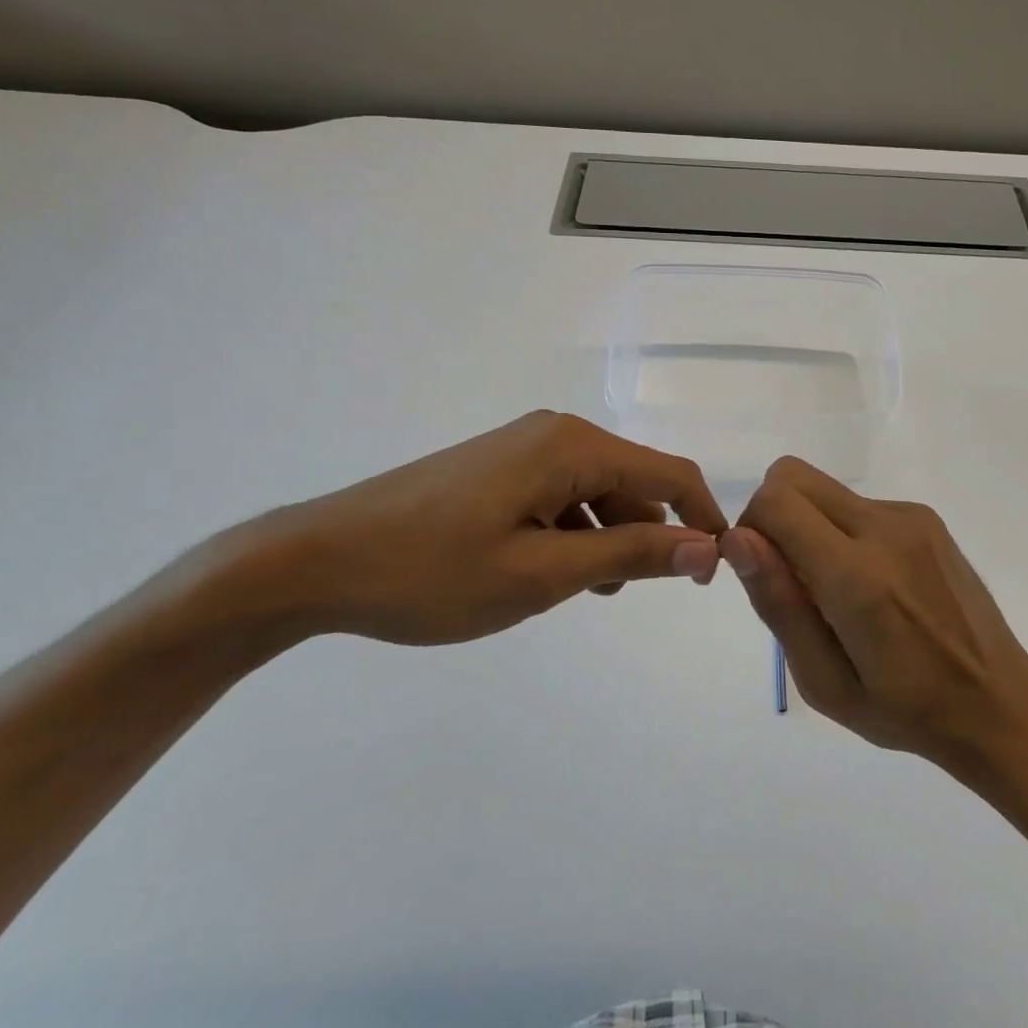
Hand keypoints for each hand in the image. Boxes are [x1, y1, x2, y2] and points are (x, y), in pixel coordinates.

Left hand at [239, 411, 725, 646]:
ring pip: (597, 492)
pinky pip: (562, 497)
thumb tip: (707, 547)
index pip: (670, 474)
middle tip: (640, 593)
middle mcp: (554, 433)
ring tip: (591, 592)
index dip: (703, 521)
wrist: (315, 561)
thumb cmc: (432, 571)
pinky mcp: (499, 469)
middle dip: (651, 534)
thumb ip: (630, 555)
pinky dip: (575, 533)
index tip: (712, 576)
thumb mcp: (542, 573)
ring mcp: (523, 448)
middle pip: (634, 481)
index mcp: (572, 446)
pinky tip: (555, 573)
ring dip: (610, 539)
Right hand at [720, 456, 1027, 768]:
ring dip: (810, 526)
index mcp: (857, 576)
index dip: (750, 529)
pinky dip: (842, 531)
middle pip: (792, 476)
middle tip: (792, 580)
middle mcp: (885, 528)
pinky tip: (873, 586)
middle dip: (772, 516)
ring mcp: (911, 517)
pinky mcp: (927, 518)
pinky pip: (858, 504)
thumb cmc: (905, 710)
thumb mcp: (824, 682)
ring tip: (839, 593)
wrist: (999, 704)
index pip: (775, 502)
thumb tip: (737, 539)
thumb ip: (778, 604)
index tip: (764, 576)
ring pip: (824, 489)